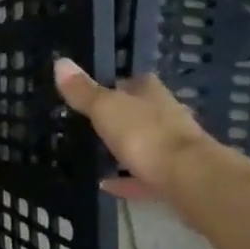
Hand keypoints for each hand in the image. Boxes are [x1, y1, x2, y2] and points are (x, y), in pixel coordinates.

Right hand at [53, 59, 213, 199]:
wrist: (189, 178)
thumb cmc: (145, 134)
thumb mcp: (106, 108)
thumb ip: (83, 91)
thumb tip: (60, 62)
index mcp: (152, 94)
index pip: (136, 81)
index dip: (119, 84)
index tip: (99, 90)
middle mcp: (167, 116)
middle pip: (143, 112)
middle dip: (123, 117)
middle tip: (94, 123)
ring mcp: (174, 148)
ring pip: (146, 144)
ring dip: (127, 148)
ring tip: (98, 155)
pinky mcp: (174, 177)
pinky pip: (144, 177)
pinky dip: (126, 180)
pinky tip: (106, 186)